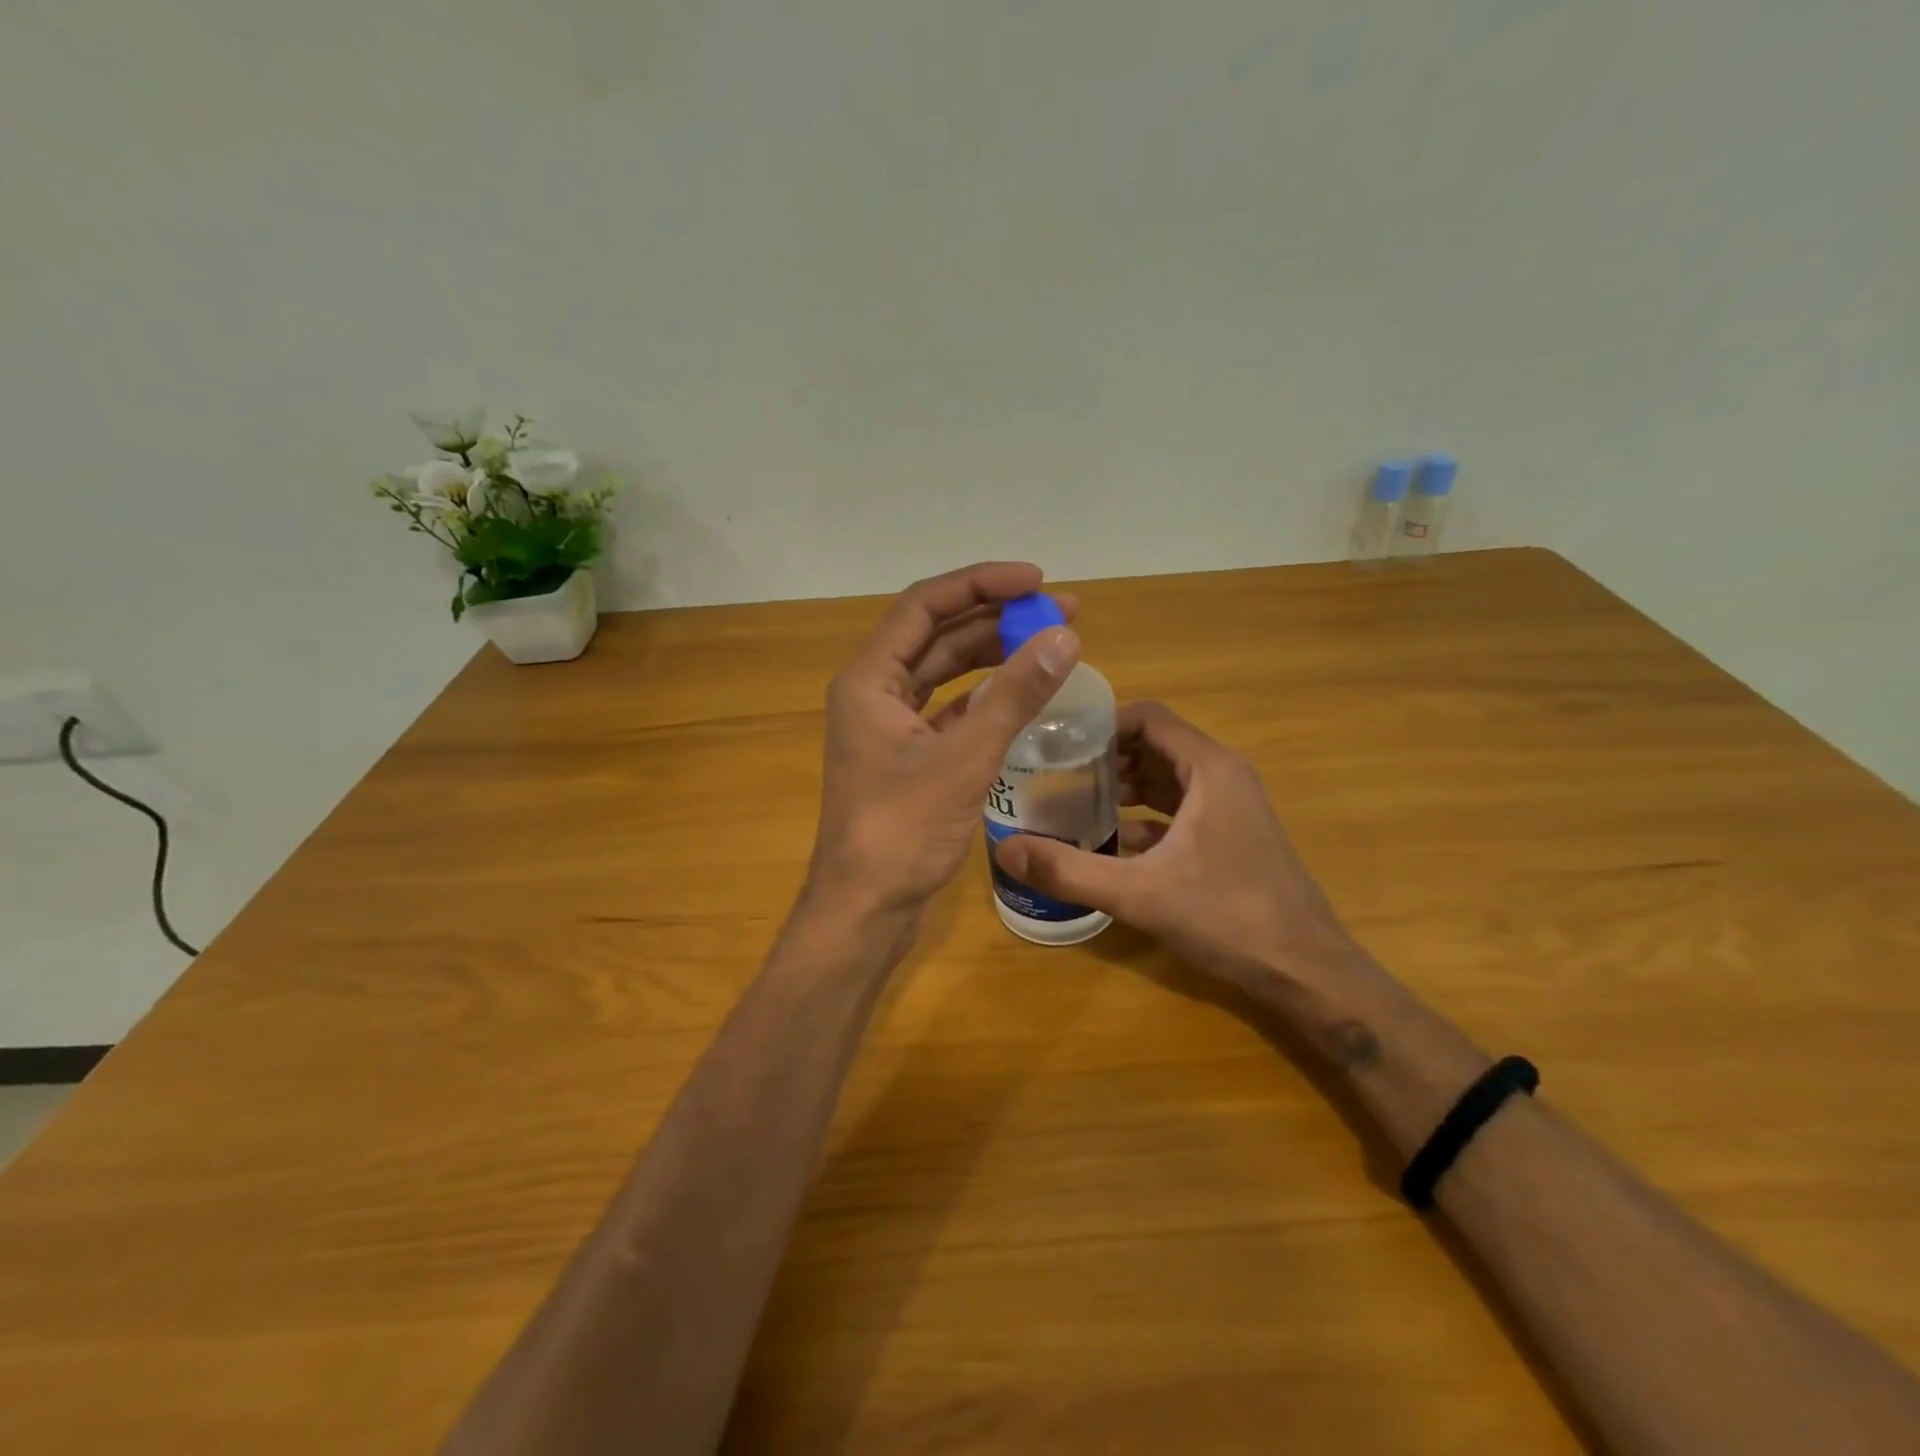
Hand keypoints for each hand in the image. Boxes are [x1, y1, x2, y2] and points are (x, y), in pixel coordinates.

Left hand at [806, 563, 1080, 920]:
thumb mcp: (964, 759)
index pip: (925, 606)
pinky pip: (950, 711)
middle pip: (937, 635)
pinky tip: (1024, 695)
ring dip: (993, 656)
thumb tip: (1064, 635)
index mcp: (869, 680)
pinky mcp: (909, 758)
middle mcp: (875, 694)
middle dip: (997, 618)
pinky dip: (986, 698)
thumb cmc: (902, 833)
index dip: (980, 584)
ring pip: (945, 673)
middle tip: (1061, 612)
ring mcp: (890, 728)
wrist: (866, 911)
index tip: (1036, 581)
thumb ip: (1014, 695)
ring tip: (1050, 644)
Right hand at [992, 702, 1366, 992]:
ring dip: (1122, 786)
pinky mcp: (1230, 835)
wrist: (1305, 970)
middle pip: (1154, 745)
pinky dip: (1144, 816)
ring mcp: (1231, 806)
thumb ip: (1069, 871)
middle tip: (1054, 772)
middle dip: (1104, 756)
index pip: (1148, 718)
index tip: (1058, 741)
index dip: (1101, 723)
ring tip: (1072, 800)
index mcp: (1209, 769)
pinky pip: (1178, 809)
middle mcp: (1223, 776)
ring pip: (1165, 778)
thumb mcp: (1139, 894)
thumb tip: (1005, 850)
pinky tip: (1109, 842)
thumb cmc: (1228, 917)